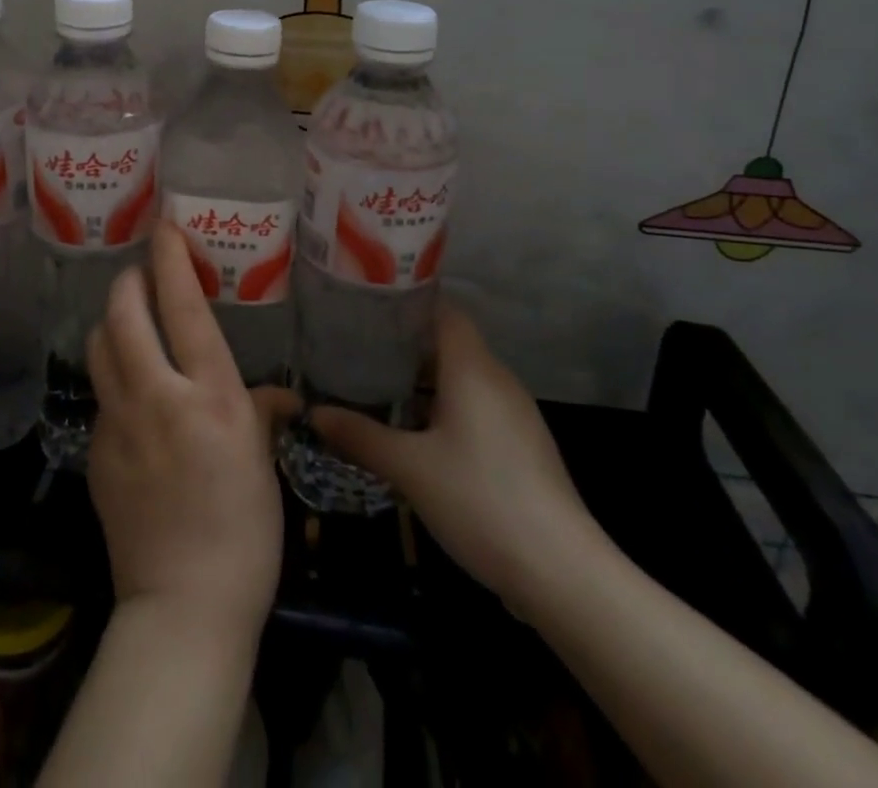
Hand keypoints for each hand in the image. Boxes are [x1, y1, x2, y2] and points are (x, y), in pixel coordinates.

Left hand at [85, 221, 298, 642]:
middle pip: (123, 312)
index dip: (169, 258)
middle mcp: (158, 396)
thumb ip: (262, 412)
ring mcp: (119, 423)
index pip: (182, 306)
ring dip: (112, 322)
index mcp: (210, 395)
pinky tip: (132, 392)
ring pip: (99, 345)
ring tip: (131, 323)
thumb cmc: (244, 532)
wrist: (184, 607)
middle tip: (142, 276)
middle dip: (128, 281)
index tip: (164, 226)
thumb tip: (280, 395)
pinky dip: (114, 374)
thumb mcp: (262, 463)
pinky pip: (101, 393)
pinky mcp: (96, 450)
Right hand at [310, 304, 595, 609]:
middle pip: (448, 342)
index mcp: (472, 368)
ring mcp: (514, 414)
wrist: (563, 574)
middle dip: (403, 345)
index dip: (405, 303)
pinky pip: (475, 406)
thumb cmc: (481, 501)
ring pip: (461, 377)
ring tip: (376, 387)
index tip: (365, 307)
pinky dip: (443, 406)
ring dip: (422, 380)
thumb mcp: (409, 468)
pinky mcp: (521, 444)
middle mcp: (497, 379)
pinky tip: (415, 432)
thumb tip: (314, 413)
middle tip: (357, 349)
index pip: (441, 309)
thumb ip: (360, 435)